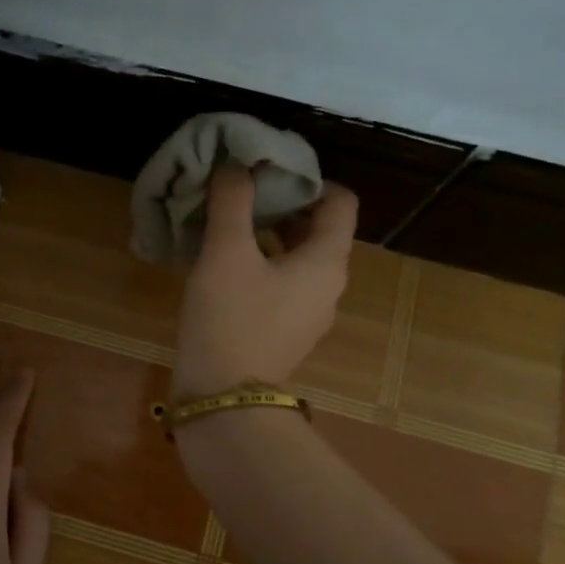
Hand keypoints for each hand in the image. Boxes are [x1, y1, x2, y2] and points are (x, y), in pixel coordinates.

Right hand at [173, 163, 358, 398]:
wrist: (223, 399)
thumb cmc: (230, 318)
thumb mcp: (225, 252)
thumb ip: (233, 201)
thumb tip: (237, 164)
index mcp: (327, 261)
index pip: (341, 202)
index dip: (311, 178)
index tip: (271, 171)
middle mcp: (328, 286)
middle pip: (319, 230)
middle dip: (284, 204)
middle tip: (243, 192)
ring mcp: (309, 314)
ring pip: (298, 259)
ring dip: (270, 236)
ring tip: (229, 225)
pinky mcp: (285, 333)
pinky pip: (282, 286)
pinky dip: (262, 267)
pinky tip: (224, 267)